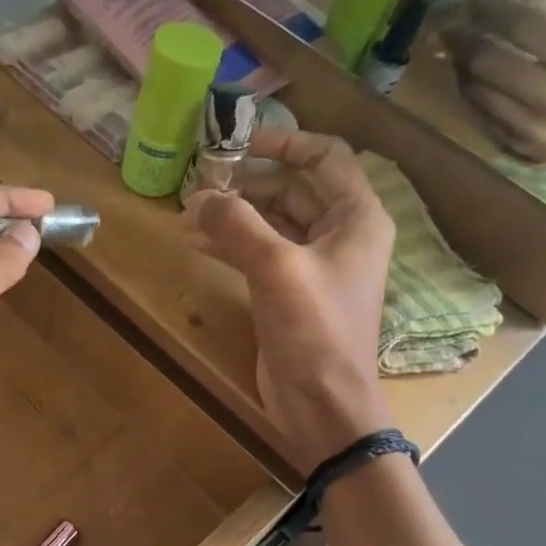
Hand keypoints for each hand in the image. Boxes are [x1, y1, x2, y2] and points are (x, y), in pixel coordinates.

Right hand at [183, 130, 395, 471]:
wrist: (323, 403)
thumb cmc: (315, 330)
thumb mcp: (277, 269)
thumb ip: (237, 226)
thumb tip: (198, 197)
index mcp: (356, 218)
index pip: (325, 157)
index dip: (285, 142)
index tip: (240, 142)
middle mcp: (339, 235)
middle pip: (292, 190)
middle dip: (247, 185)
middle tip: (201, 184)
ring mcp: (312, 266)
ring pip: (271, 223)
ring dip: (233, 216)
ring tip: (189, 214)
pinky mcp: (289, 293)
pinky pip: (259, 254)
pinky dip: (231, 245)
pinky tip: (197, 242)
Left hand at [443, 0, 545, 190]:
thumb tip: (522, 1)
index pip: (520, 26)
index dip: (489, 10)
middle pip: (487, 62)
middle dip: (464, 40)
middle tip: (450, 26)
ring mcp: (532, 128)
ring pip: (477, 93)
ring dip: (462, 70)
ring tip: (457, 52)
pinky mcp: (521, 150)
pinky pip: (484, 118)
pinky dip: (474, 96)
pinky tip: (471, 81)